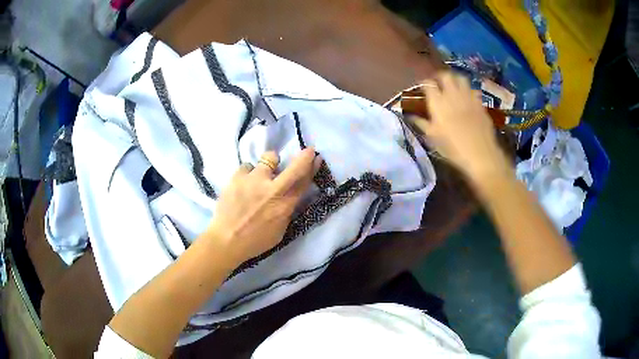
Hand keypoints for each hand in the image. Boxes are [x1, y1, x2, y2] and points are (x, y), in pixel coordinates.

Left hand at [204, 148, 321, 265]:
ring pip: (269, 158)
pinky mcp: (237, 176)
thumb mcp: (279, 230)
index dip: (312, 168)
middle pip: (294, 167)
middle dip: (304, 156)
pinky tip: (242, 184)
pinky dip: (248, 173)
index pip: (304, 182)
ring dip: (269, 164)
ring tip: (260, 174)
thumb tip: (290, 195)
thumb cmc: (255, 240)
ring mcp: (254, 180)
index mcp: (284, 205)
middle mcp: (272, 189)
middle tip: (307, 150)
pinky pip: (247, 166)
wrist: (226, 240)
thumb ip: (286, 210)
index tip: (316, 157)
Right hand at [412, 72, 507, 180]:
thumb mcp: (433, 137)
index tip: (423, 89)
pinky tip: (467, 98)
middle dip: (440, 77)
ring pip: (460, 78)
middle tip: (438, 84)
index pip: (428, 83)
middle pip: (445, 75)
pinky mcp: (480, 102)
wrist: (480, 154)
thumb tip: (410, 115)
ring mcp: (468, 96)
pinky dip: (468, 90)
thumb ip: (421, 123)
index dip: (425, 84)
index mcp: (437, 102)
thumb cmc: (453, 148)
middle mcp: (452, 94)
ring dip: (455, 80)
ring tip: (453, 87)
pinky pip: (473, 90)